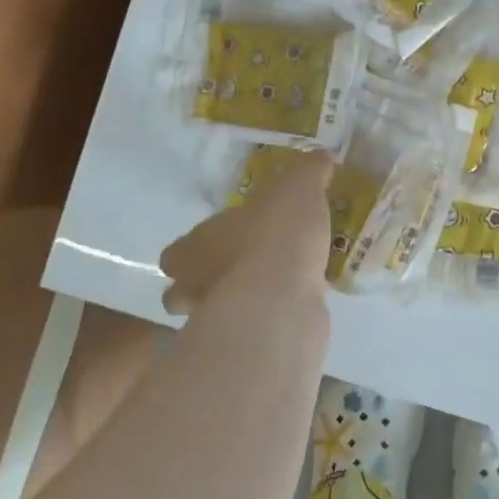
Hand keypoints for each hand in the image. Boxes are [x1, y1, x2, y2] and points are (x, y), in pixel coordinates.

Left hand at [159, 150, 335, 314]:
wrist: (282, 296)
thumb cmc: (276, 234)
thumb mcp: (299, 187)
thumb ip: (309, 172)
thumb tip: (323, 155)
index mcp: (195, 245)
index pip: (176, 253)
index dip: (193, 250)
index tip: (218, 244)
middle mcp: (195, 285)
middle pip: (182, 293)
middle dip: (205, 285)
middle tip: (242, 271)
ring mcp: (217, 319)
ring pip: (213, 316)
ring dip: (235, 305)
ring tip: (270, 291)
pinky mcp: (245, 342)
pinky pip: (250, 330)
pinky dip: (265, 319)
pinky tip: (293, 306)